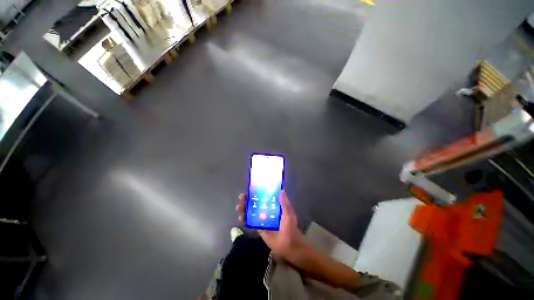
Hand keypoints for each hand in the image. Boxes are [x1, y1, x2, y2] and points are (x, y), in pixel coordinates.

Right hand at [236, 191, 305, 257]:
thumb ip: (284, 203)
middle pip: (255, 203)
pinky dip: (244, 219)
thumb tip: (282, 190)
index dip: (257, 192)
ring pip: (250, 211)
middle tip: (242, 197)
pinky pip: (250, 222)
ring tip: (239, 207)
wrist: (289, 245)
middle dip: (247, 199)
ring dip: (244, 208)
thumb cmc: (290, 227)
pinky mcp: (258, 228)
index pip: (264, 196)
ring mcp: (262, 219)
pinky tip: (240, 218)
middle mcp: (267, 210)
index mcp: (273, 205)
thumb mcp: (288, 213)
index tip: (250, 189)